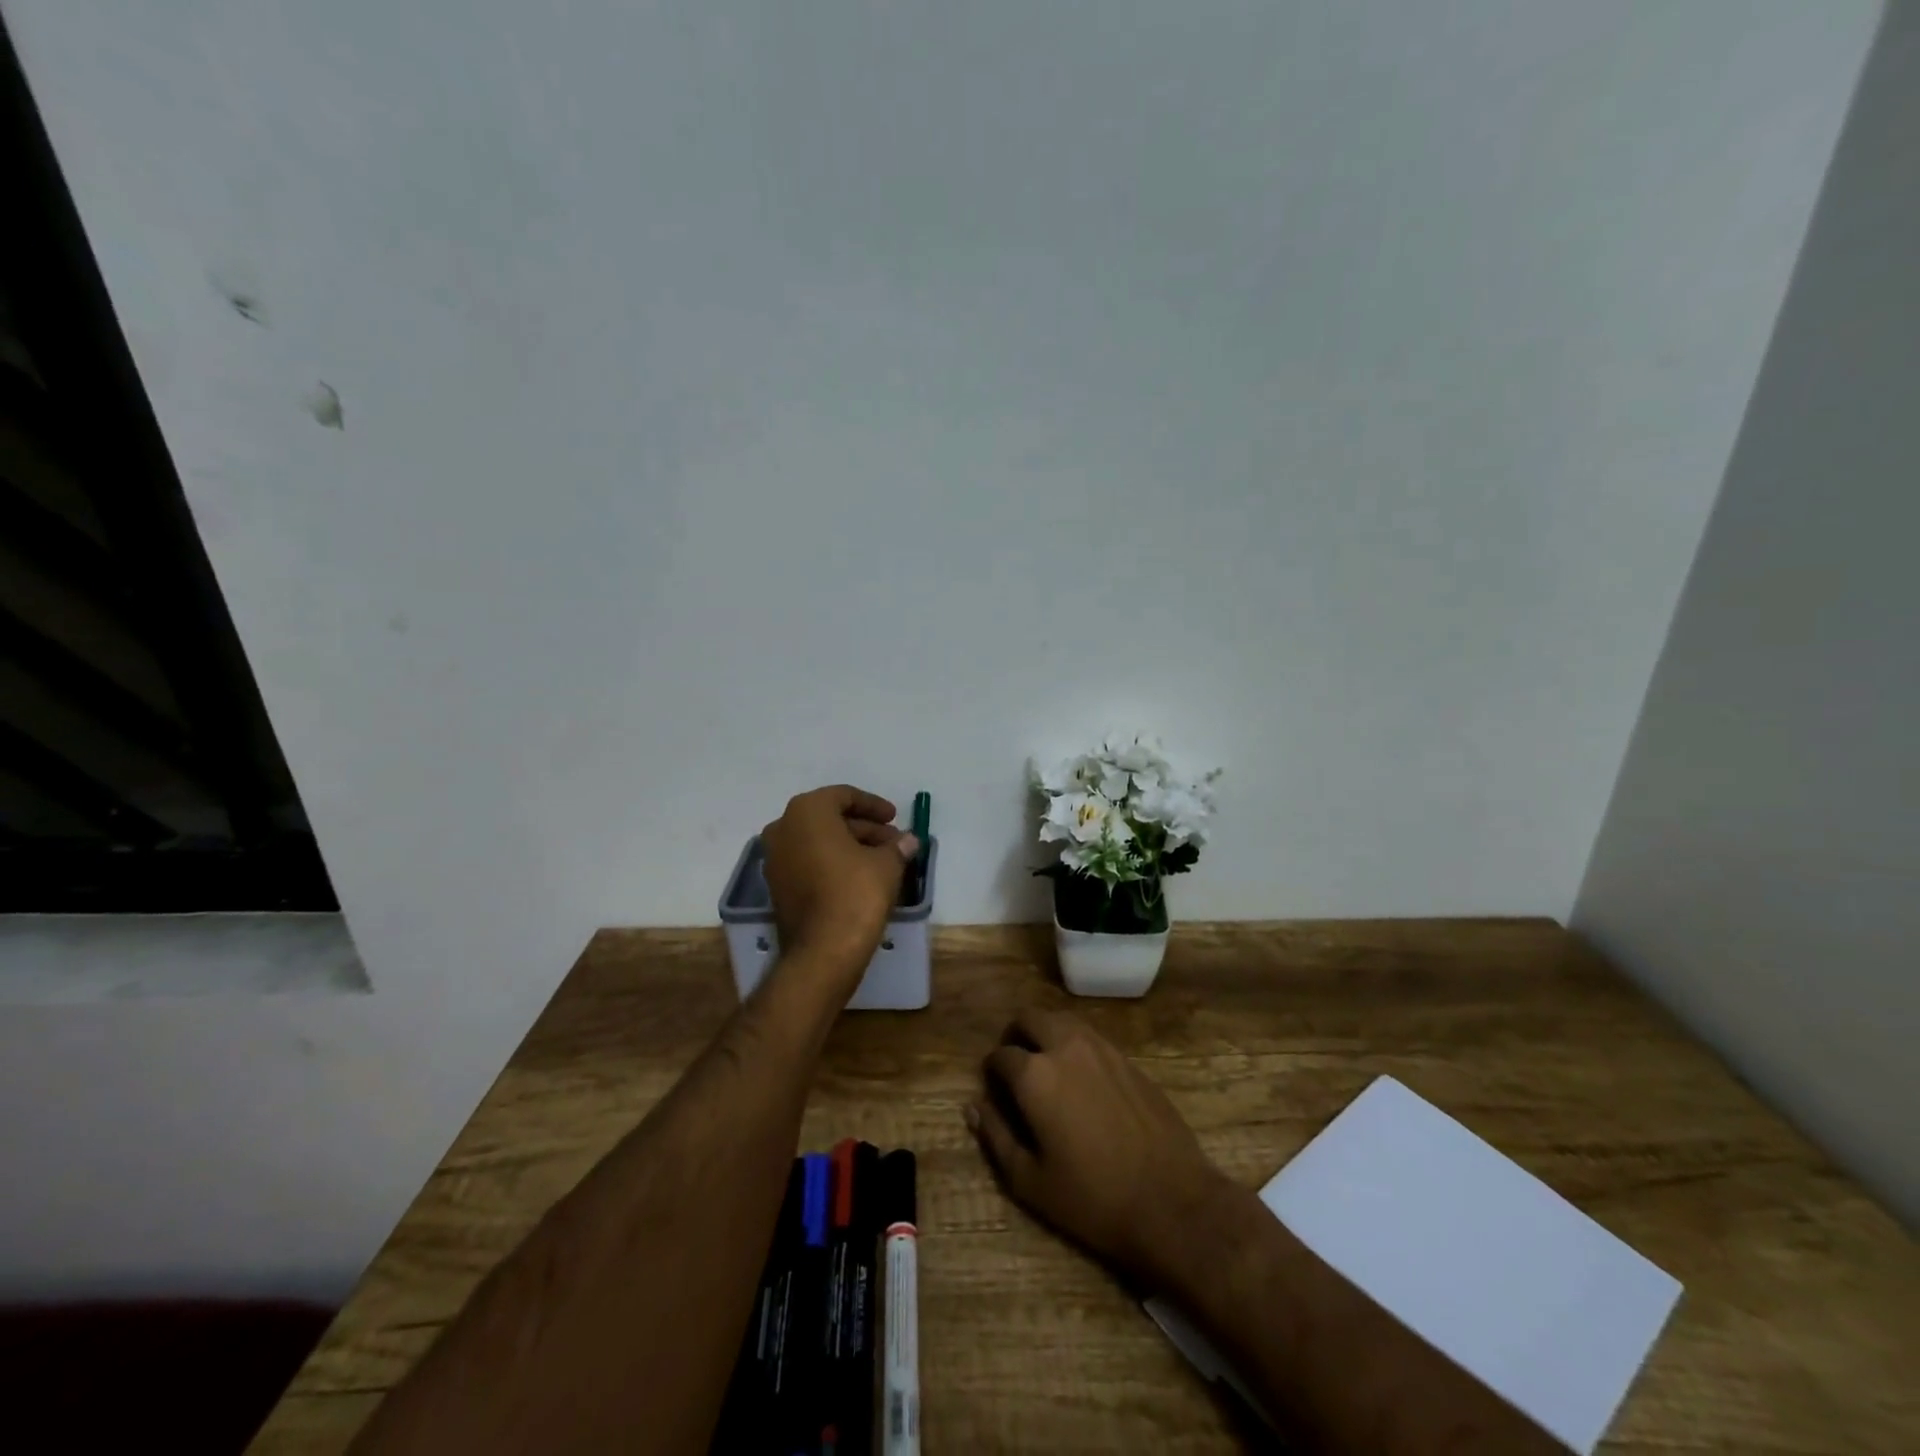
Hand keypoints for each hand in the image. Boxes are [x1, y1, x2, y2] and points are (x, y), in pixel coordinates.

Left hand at [761, 785, 917, 990]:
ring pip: (819, 842)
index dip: (874, 805)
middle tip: (893, 842)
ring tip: (883, 860)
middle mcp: (783, 828)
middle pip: (830, 818)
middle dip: (864, 829)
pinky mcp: (777, 886)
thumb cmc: (856, 894)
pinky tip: (861, 877)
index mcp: (807, 811)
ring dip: (850, 846)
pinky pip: (809, 862)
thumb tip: (909, 841)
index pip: (844, 796)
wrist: (823, 951)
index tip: (895, 818)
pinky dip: (833, 863)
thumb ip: (897, 847)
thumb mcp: (887, 865)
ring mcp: (775, 859)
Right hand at [966, 1009, 1233, 1288]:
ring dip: (1047, 1033)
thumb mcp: (1030, 1181)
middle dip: (1016, 1035)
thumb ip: (996, 1137)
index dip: (992, 1071)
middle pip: (1031, 1018)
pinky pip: (1092, 1037)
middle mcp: (1066, 1047)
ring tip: (1046, 1065)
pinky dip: (1076, 1045)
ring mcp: (1102, 1048)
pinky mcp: (1129, 1059)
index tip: (994, 1089)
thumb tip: (974, 1107)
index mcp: (1035, 1074)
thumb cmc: (1092, 1199)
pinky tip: (1081, 1077)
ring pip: (1063, 1020)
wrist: (1171, 1202)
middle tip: (1016, 1064)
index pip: (1001, 1055)